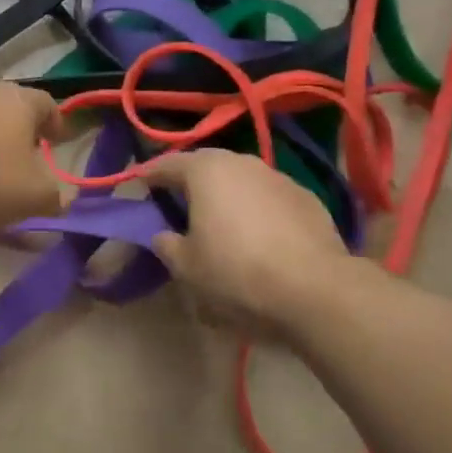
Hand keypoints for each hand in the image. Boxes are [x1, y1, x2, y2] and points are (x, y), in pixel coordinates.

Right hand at [144, 149, 360, 337]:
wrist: (314, 289)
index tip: (137, 185)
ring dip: (226, 192)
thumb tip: (163, 235)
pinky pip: (269, 196)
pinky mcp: (307, 198)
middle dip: (189, 179)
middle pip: (207, 164)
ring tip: (218, 217)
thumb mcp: (186, 267)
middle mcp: (243, 162)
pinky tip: (257, 233)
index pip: (167, 164)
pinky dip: (256, 207)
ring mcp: (279, 177)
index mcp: (207, 171)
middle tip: (176, 199)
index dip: (149, 175)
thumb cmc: (236, 273)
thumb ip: (167, 245)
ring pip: (241, 178)